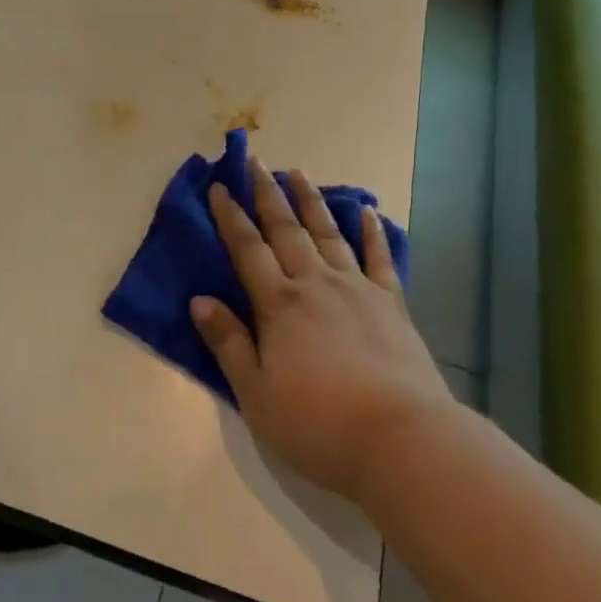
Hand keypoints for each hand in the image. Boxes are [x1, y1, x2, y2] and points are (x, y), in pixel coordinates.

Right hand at [193, 159, 450, 501]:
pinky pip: (378, 257)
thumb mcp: (256, 395)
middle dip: (267, 194)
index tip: (220, 186)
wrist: (401, 439)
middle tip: (255, 162)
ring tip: (297, 172)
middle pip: (285, 230)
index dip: (231, 217)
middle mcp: (315, 283)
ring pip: (327, 232)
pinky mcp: (391, 302)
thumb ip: (228, 343)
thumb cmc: (319, 424)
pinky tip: (368, 211)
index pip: (247, 249)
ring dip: (310, 200)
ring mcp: (357, 288)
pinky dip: (371, 231)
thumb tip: (199, 299)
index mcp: (279, 304)